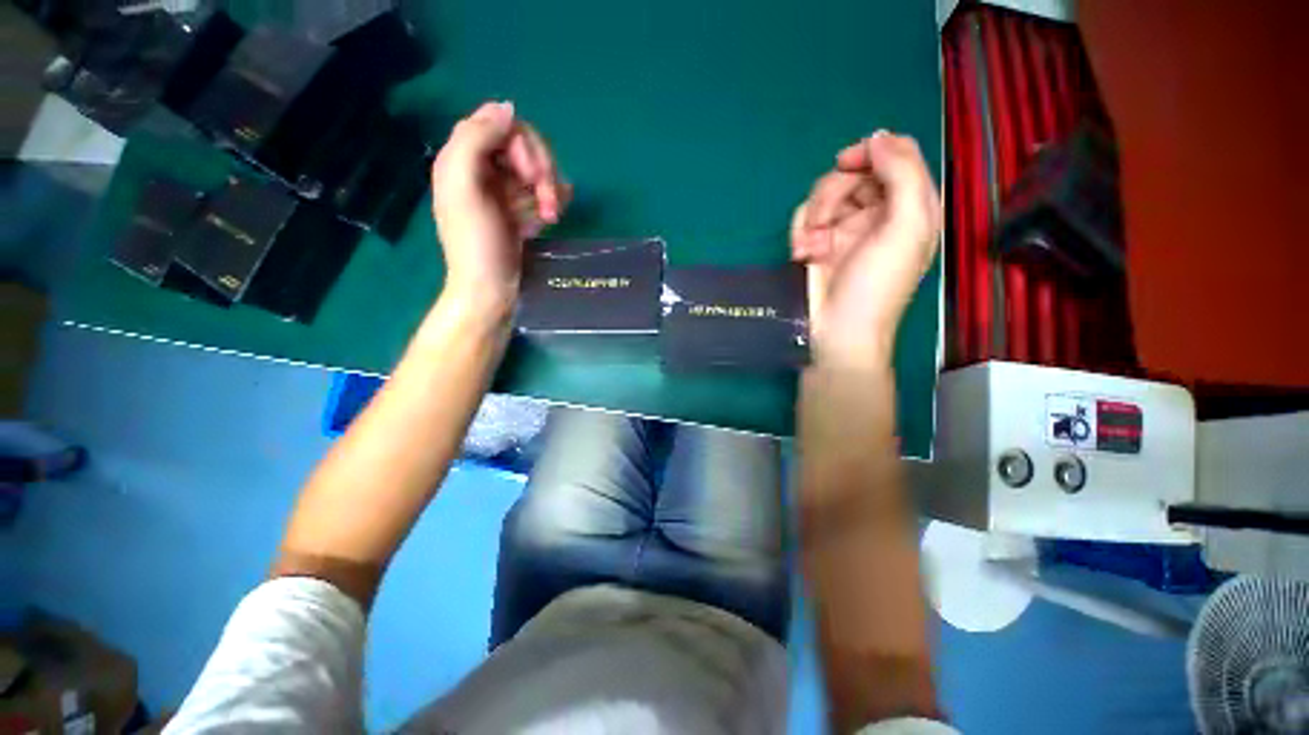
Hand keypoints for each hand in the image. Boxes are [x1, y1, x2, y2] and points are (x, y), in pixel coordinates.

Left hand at [431, 101, 571, 314]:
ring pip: (536, 170)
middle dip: (542, 171)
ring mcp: (502, 192)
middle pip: (524, 146)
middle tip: (549, 203)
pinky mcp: (518, 212)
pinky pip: (541, 193)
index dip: (524, 145)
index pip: (502, 125)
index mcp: (463, 157)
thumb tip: (508, 108)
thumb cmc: (476, 243)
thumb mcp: (465, 187)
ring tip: (553, 216)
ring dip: (550, 190)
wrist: (490, 290)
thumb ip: (475, 140)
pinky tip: (554, 217)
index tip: (531, 176)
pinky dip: (552, 201)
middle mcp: (483, 169)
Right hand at [791, 131, 941, 366]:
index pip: (895, 156)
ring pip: (823, 194)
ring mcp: (845, 229)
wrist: (836, 330)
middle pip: (853, 173)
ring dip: (812, 217)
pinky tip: (803, 255)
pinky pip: (804, 218)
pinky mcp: (818, 243)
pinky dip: (800, 233)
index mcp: (911, 206)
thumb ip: (903, 174)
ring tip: (811, 248)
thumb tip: (879, 137)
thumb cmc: (876, 285)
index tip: (848, 163)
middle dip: (832, 194)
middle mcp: (878, 213)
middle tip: (824, 223)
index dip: (872, 152)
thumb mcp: (906, 228)